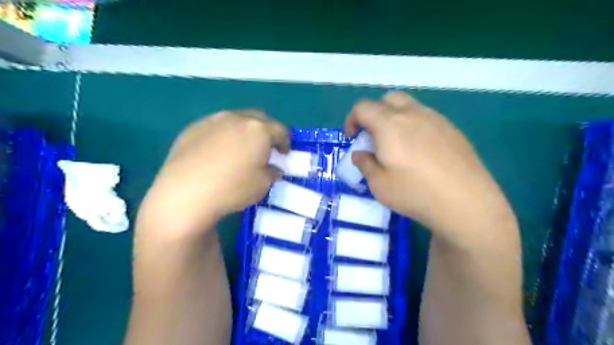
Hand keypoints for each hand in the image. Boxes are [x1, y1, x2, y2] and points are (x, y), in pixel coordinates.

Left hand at [139, 109, 288, 237]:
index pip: (280, 130)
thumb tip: (273, 168)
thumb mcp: (262, 184)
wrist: (185, 193)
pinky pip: (216, 127)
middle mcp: (237, 118)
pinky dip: (224, 135)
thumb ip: (272, 172)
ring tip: (241, 147)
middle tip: (266, 147)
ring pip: (236, 119)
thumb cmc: (232, 188)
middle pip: (259, 119)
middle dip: (267, 131)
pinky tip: (217, 151)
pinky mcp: (193, 127)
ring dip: (245, 130)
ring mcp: (213, 120)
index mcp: (259, 130)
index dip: (286, 142)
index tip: (284, 153)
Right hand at [347, 92, 513, 247]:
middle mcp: (412, 114)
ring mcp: (435, 119)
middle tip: (373, 136)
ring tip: (396, 143)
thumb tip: (360, 154)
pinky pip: (426, 117)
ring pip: (408, 106)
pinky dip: (414, 125)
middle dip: (374, 113)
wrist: (466, 203)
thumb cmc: (415, 193)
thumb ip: (365, 164)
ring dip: (394, 117)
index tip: (352, 138)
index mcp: (389, 125)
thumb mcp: (379, 184)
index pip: (363, 108)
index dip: (352, 120)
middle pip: (387, 99)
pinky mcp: (452, 129)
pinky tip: (419, 150)